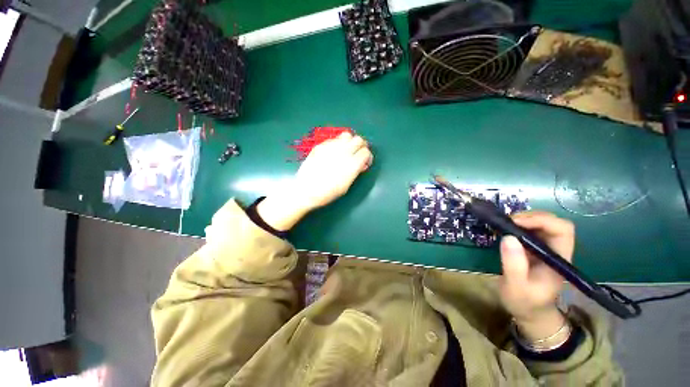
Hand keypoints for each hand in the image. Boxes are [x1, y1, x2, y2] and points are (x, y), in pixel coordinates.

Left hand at [257, 132, 372, 230]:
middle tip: (357, 154)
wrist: (305, 190)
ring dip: (350, 142)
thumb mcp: (346, 186)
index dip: (367, 157)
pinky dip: (338, 143)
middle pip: (359, 140)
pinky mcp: (321, 145)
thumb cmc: (327, 193)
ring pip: (347, 135)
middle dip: (361, 146)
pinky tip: (334, 152)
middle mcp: (343, 152)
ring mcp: (331, 147)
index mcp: (352, 165)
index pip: (366, 152)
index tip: (364, 162)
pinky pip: (334, 139)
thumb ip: (355, 172)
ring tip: (346, 150)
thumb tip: (361, 164)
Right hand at [498, 211, 574, 339]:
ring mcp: (545, 249)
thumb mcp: (516, 287)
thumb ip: (514, 265)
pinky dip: (517, 225)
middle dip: (530, 217)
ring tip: (503, 225)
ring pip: (541, 224)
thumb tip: (508, 237)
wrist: (529, 312)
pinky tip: (504, 229)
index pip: (562, 230)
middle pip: (553, 222)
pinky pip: (529, 230)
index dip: (541, 220)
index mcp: (558, 259)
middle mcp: (555, 250)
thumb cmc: (525, 302)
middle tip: (506, 222)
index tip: (515, 222)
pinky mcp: (534, 249)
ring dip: (523, 219)